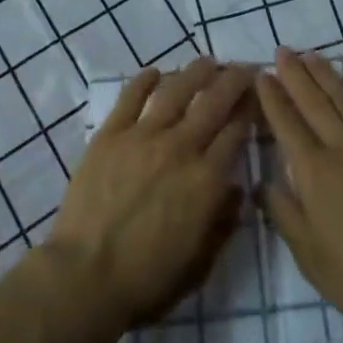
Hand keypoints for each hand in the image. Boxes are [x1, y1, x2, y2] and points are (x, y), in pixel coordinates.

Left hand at [44, 57, 253, 342]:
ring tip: (207, 62)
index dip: (250, 109)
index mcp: (206, 180)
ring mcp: (144, 136)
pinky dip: (145, 80)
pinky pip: (131, 97)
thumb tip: (237, 189)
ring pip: (177, 90)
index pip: (236, 132)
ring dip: (195, 72)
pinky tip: (155, 72)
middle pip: (214, 102)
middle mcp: (181, 148)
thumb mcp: (199, 265)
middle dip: (233, 80)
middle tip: (243, 67)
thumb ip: (223, 224)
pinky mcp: (111, 134)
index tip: (257, 96)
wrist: (85, 277)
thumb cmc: (146, 280)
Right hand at [257, 48, 342, 340]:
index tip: (261, 74)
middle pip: (314, 102)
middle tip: (282, 50)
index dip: (272, 97)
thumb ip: (284, 214)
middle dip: (295, 74)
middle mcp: (342, 148)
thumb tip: (262, 182)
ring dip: (326, 74)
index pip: (287, 124)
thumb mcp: (309, 257)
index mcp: (315, 172)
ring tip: (311, 55)